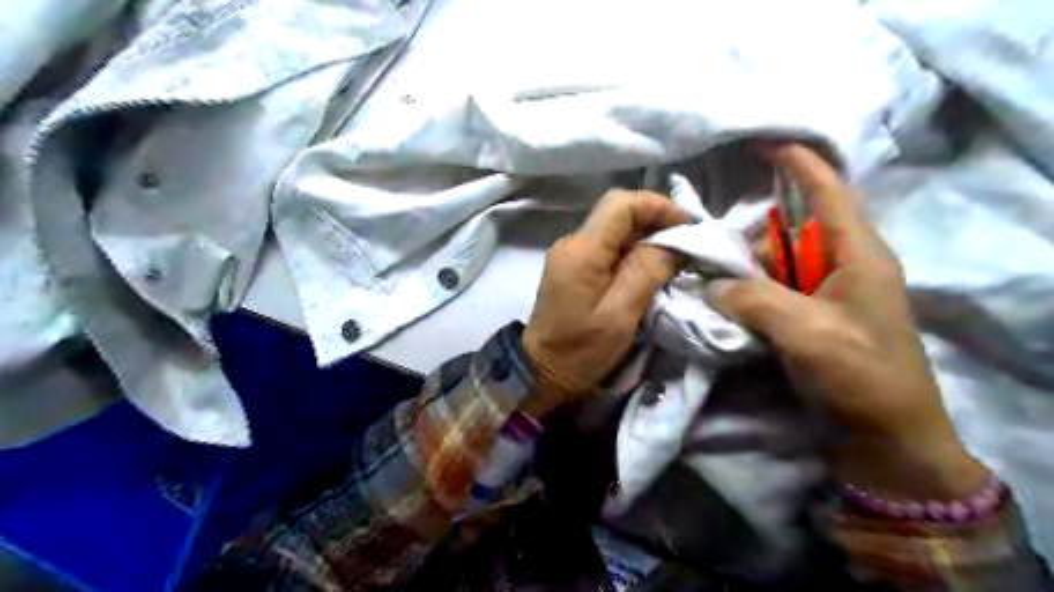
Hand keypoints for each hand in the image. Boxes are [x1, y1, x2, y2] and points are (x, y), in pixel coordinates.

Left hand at [520, 189, 688, 415]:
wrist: (541, 372)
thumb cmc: (581, 350)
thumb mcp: (620, 315)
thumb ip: (646, 272)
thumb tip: (671, 243)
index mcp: (582, 251)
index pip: (620, 205)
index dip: (658, 207)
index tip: (688, 227)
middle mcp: (571, 243)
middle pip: (617, 213)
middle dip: (654, 221)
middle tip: (684, 244)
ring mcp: (569, 255)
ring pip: (612, 230)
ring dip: (644, 237)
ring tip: (672, 257)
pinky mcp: (571, 268)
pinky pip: (605, 247)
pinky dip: (630, 251)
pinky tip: (646, 269)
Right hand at [708, 144, 987, 499]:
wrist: (884, 438)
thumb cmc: (860, 376)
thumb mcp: (807, 332)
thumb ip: (754, 299)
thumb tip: (711, 286)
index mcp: (857, 255)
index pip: (827, 193)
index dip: (797, 164)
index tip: (762, 143)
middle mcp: (842, 266)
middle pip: (789, 232)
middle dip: (751, 239)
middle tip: (712, 255)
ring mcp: (825, 296)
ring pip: (775, 265)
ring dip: (745, 273)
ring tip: (713, 289)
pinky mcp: (811, 320)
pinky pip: (773, 292)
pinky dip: (749, 295)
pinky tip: (727, 307)